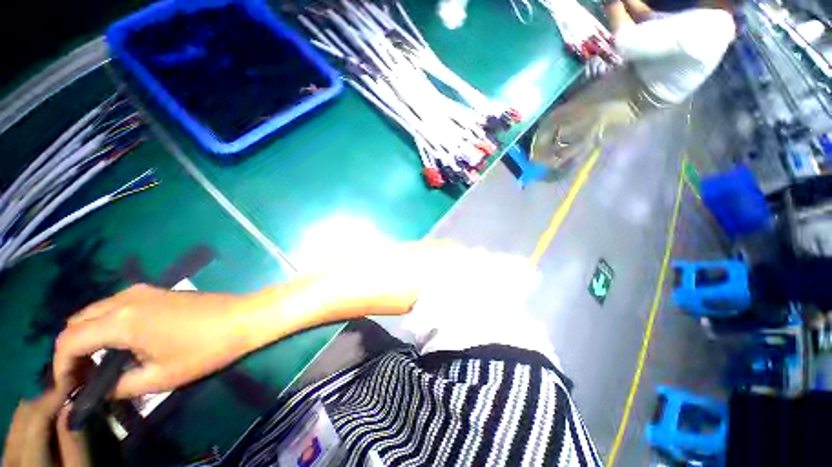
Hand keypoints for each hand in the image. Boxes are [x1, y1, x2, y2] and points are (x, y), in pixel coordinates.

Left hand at [2, 390, 88, 466]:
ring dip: (39, 407)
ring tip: (60, 401)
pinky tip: (47, 419)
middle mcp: (10, 456)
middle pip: (23, 416)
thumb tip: (72, 407)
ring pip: (18, 420)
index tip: (71, 380)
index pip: (36, 418)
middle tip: (69, 389)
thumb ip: (74, 444)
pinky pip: (17, 429)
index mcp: (27, 462)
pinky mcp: (8, 457)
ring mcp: (6, 458)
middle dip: (45, 399)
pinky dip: (33, 418)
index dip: (52, 397)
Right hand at [53, 284, 253, 398]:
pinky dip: (105, 326)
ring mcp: (142, 291)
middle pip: (77, 323)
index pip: (69, 341)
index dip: (61, 367)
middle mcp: (125, 299)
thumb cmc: (206, 348)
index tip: (67, 388)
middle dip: (72, 351)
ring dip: (87, 337)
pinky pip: (115, 307)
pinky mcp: (155, 291)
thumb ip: (120, 386)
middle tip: (82, 379)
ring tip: (97, 366)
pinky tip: (117, 345)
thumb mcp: (161, 377)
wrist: (244, 317)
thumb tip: (98, 390)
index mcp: (122, 320)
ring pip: (95, 313)